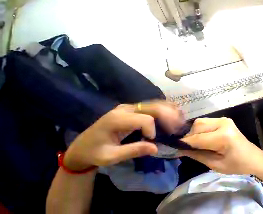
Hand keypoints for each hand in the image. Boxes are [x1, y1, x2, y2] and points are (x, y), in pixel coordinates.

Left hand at [64, 102, 183, 170]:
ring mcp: (130, 107)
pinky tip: (173, 113)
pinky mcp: (133, 109)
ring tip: (180, 118)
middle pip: (153, 107)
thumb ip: (133, 150)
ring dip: (169, 111)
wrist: (82, 146)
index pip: (144, 119)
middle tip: (178, 126)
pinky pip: (153, 106)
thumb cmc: (94, 153)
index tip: (152, 141)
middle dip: (169, 116)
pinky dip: (165, 109)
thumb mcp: (110, 157)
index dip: (153, 130)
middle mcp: (126, 108)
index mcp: (117, 119)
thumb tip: (156, 147)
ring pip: (155, 104)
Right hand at [180, 118, 262, 177]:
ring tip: (195, 143)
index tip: (175, 147)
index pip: (198, 138)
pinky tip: (203, 138)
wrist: (252, 156)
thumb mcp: (216, 164)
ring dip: (195, 132)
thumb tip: (181, 149)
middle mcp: (223, 123)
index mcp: (223, 136)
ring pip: (202, 121)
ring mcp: (224, 119)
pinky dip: (202, 129)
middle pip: (198, 124)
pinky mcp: (224, 119)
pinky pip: (207, 122)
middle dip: (190, 135)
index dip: (185, 142)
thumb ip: (198, 154)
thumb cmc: (237, 165)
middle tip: (187, 147)